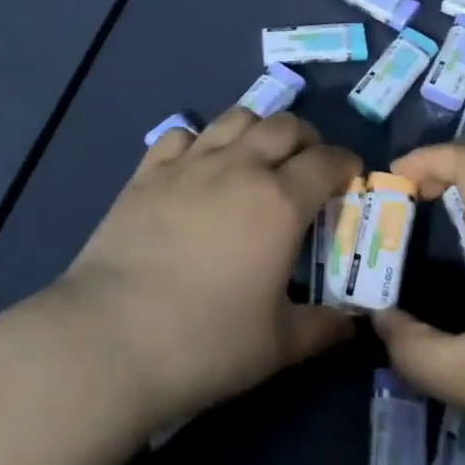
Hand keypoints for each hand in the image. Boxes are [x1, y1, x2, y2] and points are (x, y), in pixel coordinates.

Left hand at [51, 107, 358, 434]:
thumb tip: (352, 325)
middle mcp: (240, 167)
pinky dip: (200, 141)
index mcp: (280, 201)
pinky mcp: (149, 171)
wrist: (111, 339)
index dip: (345, 162)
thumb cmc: (205, 343)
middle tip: (308, 164)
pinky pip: (182, 134)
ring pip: (236, 117)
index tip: (350, 175)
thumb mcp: (277, 346)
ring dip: (258, 128)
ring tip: (257, 155)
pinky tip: (198, 166)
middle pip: (285, 125)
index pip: (327, 161)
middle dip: (307, 138)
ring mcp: (190, 163)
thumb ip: (323, 328)